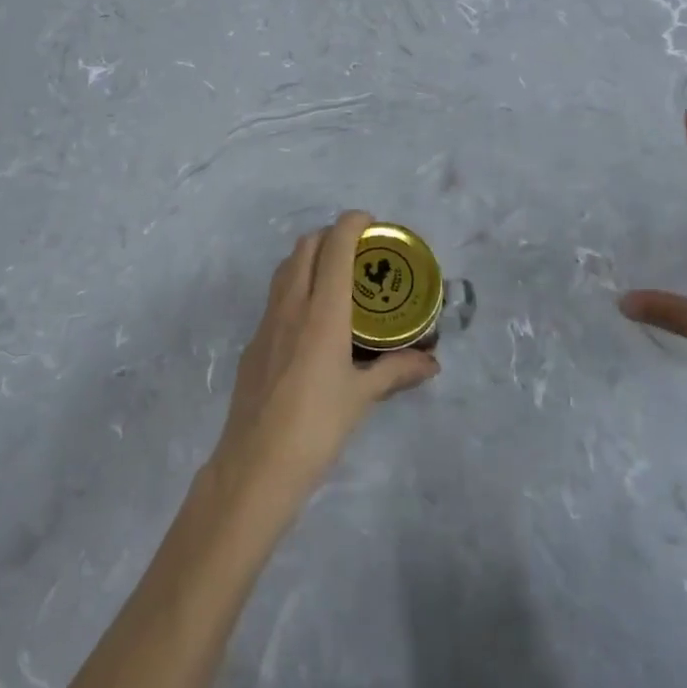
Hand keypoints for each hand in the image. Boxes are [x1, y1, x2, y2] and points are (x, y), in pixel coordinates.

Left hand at [214, 211, 438, 498]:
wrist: (255, 466)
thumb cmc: (317, 427)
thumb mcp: (362, 397)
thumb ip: (397, 371)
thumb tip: (432, 362)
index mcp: (321, 312)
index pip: (334, 247)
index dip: (350, 223)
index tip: (369, 221)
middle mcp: (291, 306)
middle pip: (305, 247)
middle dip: (330, 236)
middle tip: (357, 251)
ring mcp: (266, 322)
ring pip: (285, 268)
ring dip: (308, 257)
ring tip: (335, 277)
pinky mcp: (254, 343)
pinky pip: (275, 297)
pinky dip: (294, 287)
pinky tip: (311, 320)